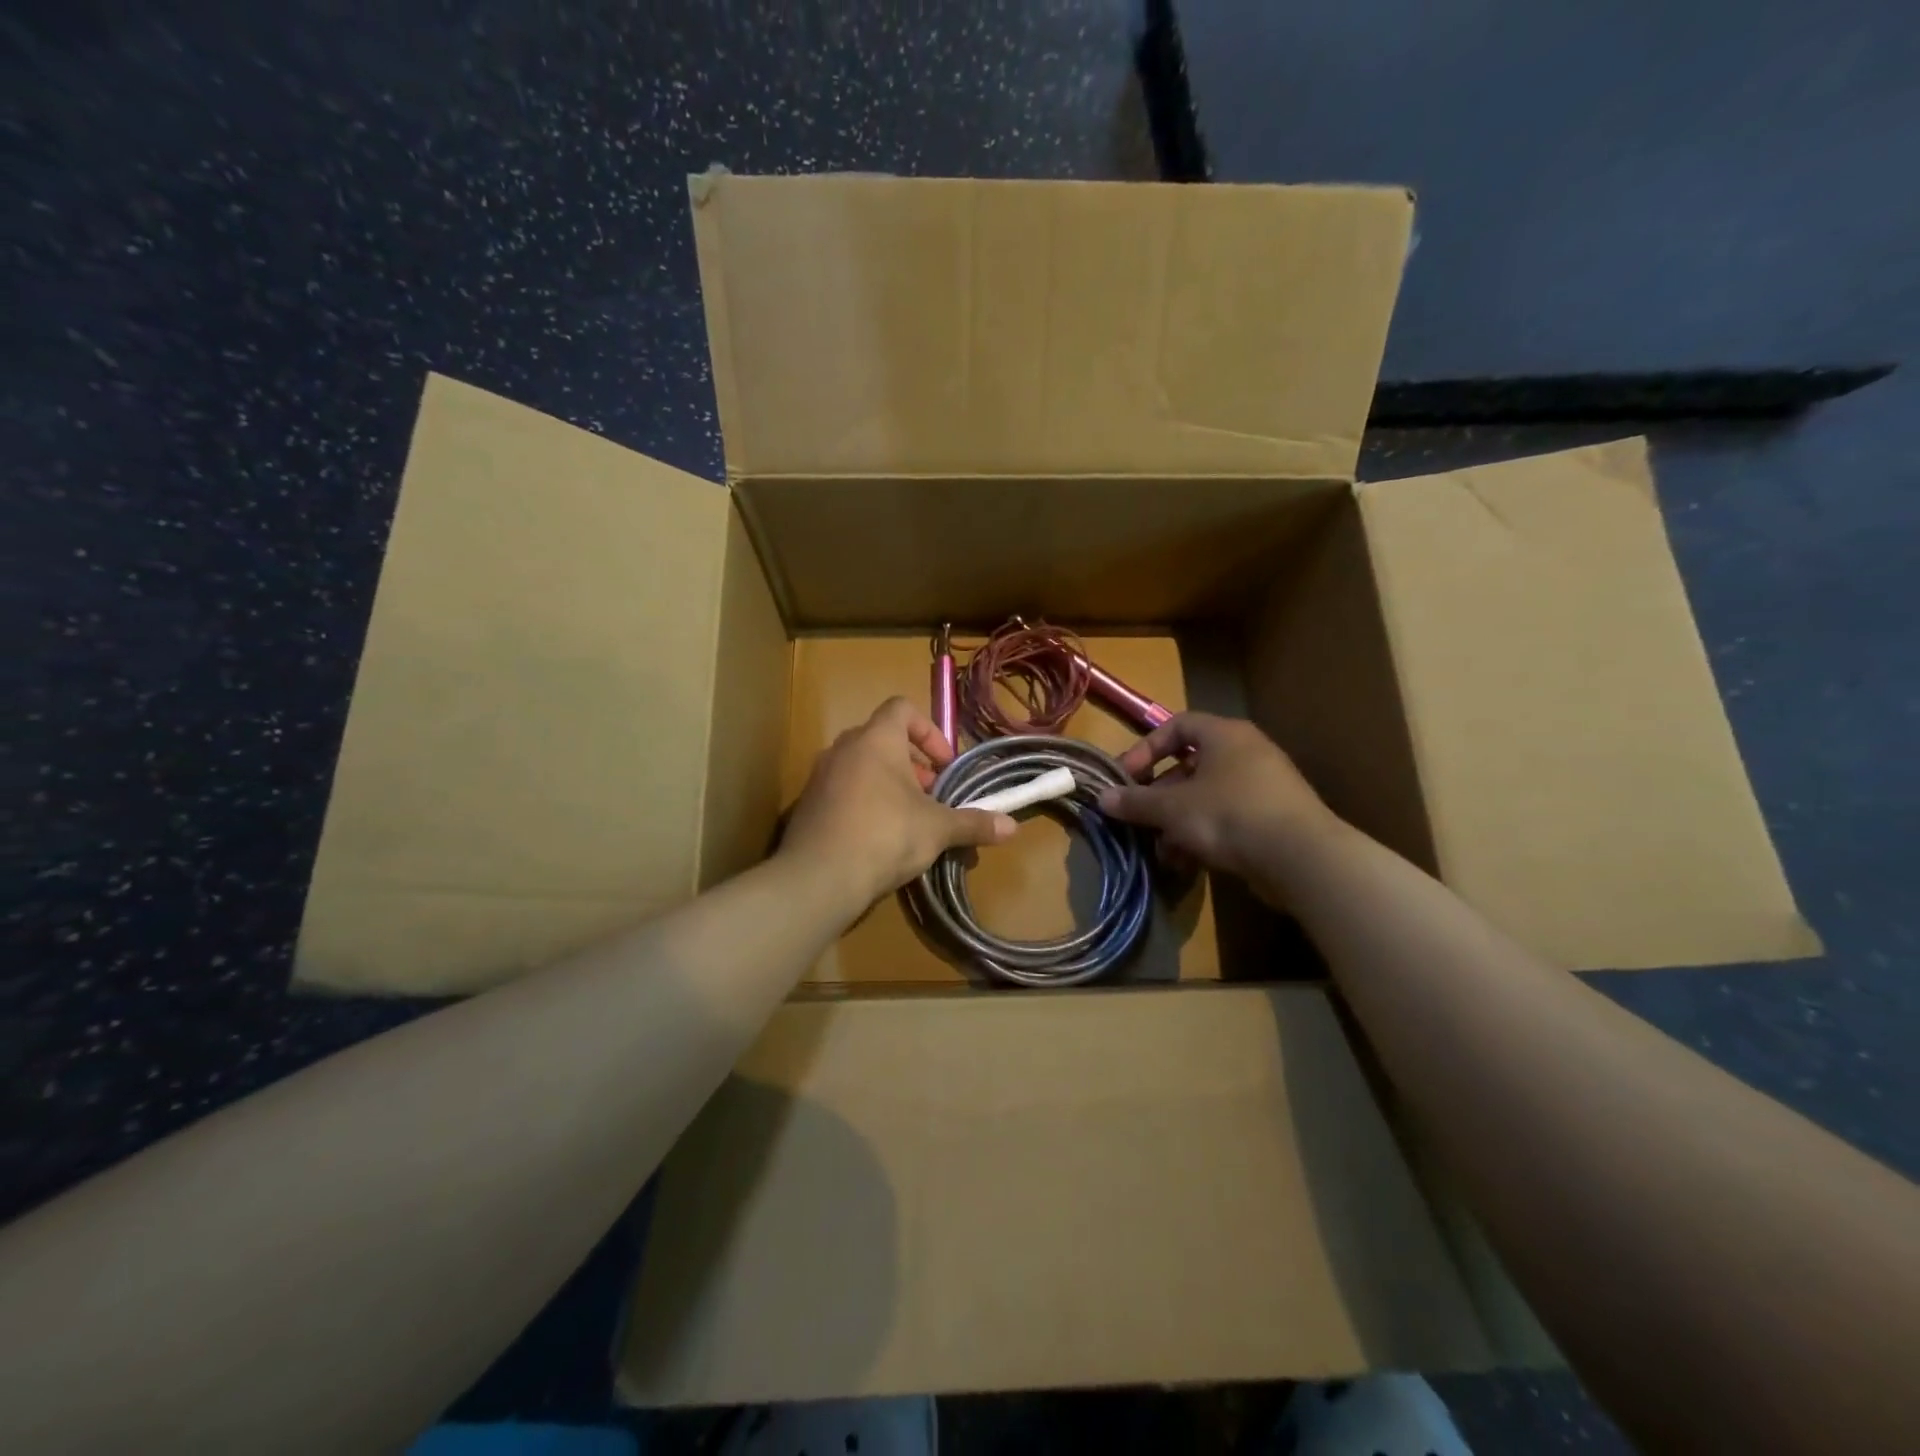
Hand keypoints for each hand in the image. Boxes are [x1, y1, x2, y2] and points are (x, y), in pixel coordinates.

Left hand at [780, 697, 1015, 910]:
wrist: (818, 877)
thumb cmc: (885, 835)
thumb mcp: (937, 829)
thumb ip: (973, 823)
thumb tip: (1012, 827)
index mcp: (876, 739)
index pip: (902, 708)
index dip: (928, 730)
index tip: (943, 765)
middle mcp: (844, 747)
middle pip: (882, 738)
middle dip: (912, 764)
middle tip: (930, 795)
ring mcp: (820, 775)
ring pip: (861, 766)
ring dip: (888, 784)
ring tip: (907, 818)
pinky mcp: (807, 804)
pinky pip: (842, 790)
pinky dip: (864, 802)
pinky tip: (877, 837)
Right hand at [1097, 712, 1338, 892]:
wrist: (1300, 857)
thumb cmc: (1229, 815)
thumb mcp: (1172, 808)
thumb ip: (1136, 802)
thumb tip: (1102, 799)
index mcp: (1224, 735)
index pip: (1177, 726)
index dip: (1146, 748)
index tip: (1127, 777)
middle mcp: (1245, 753)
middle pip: (1189, 767)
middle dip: (1159, 796)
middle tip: (1139, 819)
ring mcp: (1262, 787)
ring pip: (1205, 798)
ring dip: (1177, 823)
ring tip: (1161, 850)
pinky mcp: (1272, 819)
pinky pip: (1226, 819)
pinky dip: (1202, 836)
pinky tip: (1186, 864)